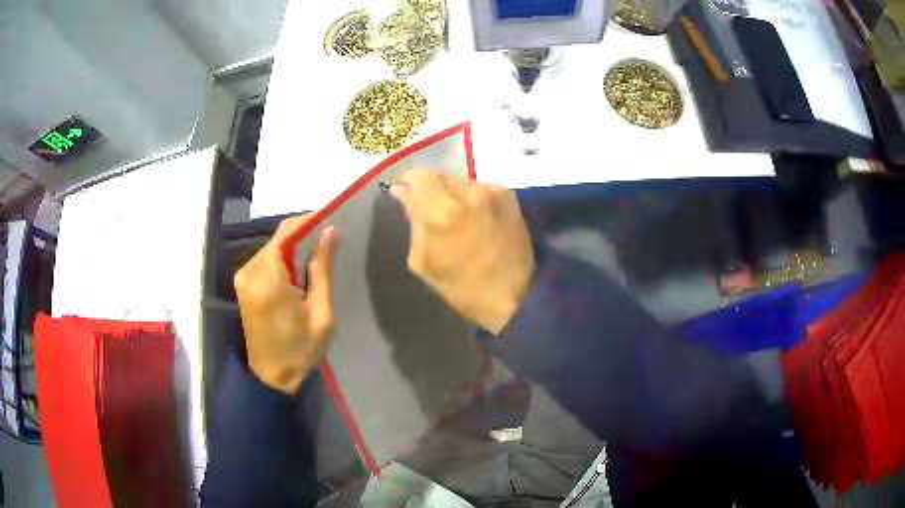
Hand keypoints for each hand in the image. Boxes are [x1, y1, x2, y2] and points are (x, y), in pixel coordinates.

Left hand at [233, 215, 338, 393]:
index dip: (309, 220)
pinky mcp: (243, 284)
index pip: (286, 233)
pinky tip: (301, 269)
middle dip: (304, 234)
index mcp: (268, 280)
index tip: (332, 216)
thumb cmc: (300, 351)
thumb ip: (323, 270)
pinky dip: (284, 258)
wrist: (271, 377)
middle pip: (278, 238)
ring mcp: (243, 277)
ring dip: (294, 246)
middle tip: (330, 238)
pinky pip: (266, 260)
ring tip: (320, 254)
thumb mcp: (321, 314)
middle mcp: (249, 272)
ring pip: (272, 247)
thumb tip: (330, 231)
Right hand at [390, 171, 534, 333]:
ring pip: (461, 181)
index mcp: (441, 211)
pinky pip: (480, 188)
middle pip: (440, 175)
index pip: (418, 176)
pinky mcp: (509, 196)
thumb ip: (413, 220)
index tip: (405, 196)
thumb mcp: (423, 261)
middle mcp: (467, 192)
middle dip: (431, 189)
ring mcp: (492, 191)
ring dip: (453, 193)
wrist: (514, 296)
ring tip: (457, 216)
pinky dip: (473, 198)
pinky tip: (476, 219)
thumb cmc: (461, 287)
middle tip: (431, 211)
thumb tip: (401, 191)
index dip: (409, 184)